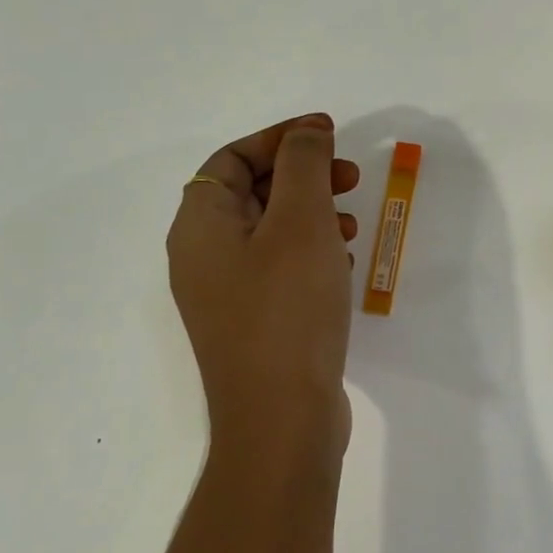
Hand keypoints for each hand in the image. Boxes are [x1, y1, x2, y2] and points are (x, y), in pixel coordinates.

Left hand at [166, 114, 360, 476]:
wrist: (282, 419)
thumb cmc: (289, 308)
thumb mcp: (300, 222)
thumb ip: (303, 166)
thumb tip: (305, 133)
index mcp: (200, 225)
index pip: (232, 158)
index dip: (281, 138)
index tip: (329, 133)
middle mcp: (202, 256)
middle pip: (251, 192)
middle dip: (303, 175)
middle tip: (350, 176)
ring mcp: (226, 294)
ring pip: (269, 231)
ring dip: (312, 214)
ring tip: (352, 224)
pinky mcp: (252, 323)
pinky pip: (279, 268)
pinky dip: (311, 252)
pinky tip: (343, 264)